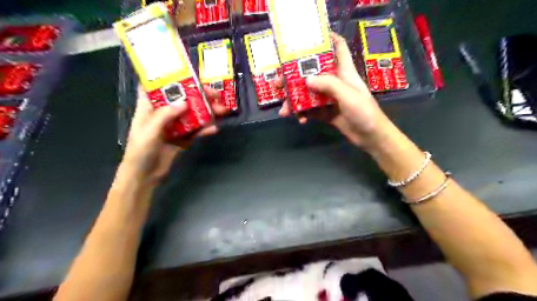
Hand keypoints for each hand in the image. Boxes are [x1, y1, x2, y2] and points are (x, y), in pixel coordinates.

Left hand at [119, 85, 222, 184]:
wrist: (145, 176)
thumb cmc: (140, 151)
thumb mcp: (149, 131)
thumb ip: (165, 116)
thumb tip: (185, 102)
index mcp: (150, 107)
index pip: (159, 87)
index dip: (172, 78)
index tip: (188, 74)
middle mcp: (163, 113)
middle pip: (182, 99)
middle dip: (199, 96)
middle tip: (216, 95)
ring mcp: (175, 126)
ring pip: (192, 114)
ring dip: (207, 112)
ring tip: (222, 110)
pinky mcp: (183, 138)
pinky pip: (196, 131)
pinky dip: (205, 129)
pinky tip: (214, 129)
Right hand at [279, 33, 393, 148]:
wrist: (370, 137)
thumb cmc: (364, 112)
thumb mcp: (348, 95)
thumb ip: (329, 85)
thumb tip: (306, 79)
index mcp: (344, 72)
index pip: (338, 48)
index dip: (327, 38)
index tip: (308, 38)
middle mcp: (335, 82)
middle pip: (313, 73)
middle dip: (294, 77)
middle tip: (278, 83)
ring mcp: (329, 98)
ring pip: (308, 94)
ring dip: (295, 101)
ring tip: (284, 111)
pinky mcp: (326, 112)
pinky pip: (310, 110)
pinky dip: (303, 114)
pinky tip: (300, 120)